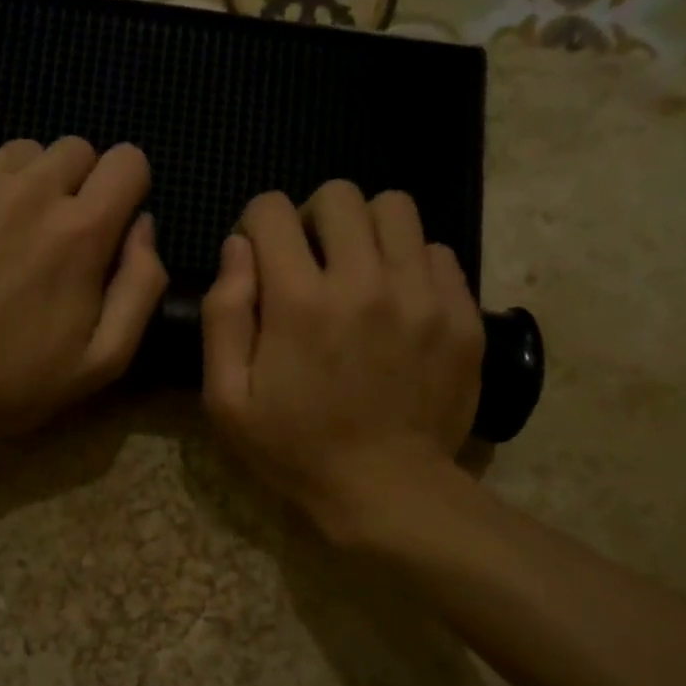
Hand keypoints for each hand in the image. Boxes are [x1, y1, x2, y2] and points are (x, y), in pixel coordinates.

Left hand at [0, 137, 167, 451]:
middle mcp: (30, 192)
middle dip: (78, 185)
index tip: (110, 224)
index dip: (127, 189)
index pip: (128, 160)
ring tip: (7, 237)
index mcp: (80, 231)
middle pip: (75, 149)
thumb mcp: (104, 360)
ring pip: (21, 154)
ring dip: (29, 185)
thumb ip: (141, 286)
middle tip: (56, 237)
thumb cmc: (12, 385)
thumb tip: (144, 226)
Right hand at [201, 182, 483, 538]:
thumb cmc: (295, 449)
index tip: (261, 258)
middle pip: (339, 195)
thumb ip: (224, 316)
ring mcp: (421, 294)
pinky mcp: (461, 313)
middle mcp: (363, 282)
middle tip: (310, 262)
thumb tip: (237, 248)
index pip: (271, 211)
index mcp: (299, 302)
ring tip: (358, 272)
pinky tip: (398, 302)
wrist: (386, 489)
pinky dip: (410, 264)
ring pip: (396, 208)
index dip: (256, 225)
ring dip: (366, 230)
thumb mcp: (227, 399)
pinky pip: (437, 251)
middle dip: (312, 218)